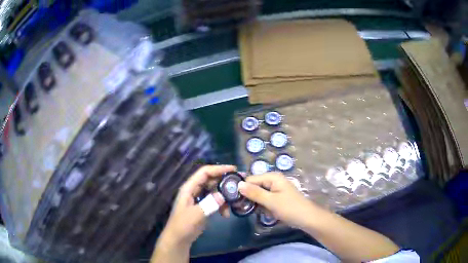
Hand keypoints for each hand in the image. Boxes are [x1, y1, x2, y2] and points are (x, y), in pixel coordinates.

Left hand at [158, 165, 234, 246]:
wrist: (179, 239)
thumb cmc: (183, 225)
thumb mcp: (195, 215)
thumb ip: (208, 204)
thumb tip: (223, 195)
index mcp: (189, 188)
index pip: (204, 172)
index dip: (218, 169)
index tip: (234, 169)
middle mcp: (194, 190)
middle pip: (211, 180)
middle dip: (225, 181)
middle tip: (240, 184)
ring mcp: (199, 198)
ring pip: (215, 191)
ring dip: (225, 197)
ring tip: (234, 203)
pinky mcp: (203, 207)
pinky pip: (215, 201)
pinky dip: (222, 206)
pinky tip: (226, 215)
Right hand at [238, 172, 319, 228]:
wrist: (307, 219)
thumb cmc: (290, 208)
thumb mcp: (271, 201)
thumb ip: (254, 193)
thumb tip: (238, 184)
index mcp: (272, 177)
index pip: (250, 179)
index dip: (242, 189)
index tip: (235, 201)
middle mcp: (273, 180)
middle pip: (254, 186)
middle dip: (250, 198)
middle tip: (245, 208)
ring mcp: (276, 189)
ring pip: (259, 195)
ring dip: (257, 204)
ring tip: (259, 211)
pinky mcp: (278, 197)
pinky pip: (265, 200)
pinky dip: (264, 206)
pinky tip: (267, 213)